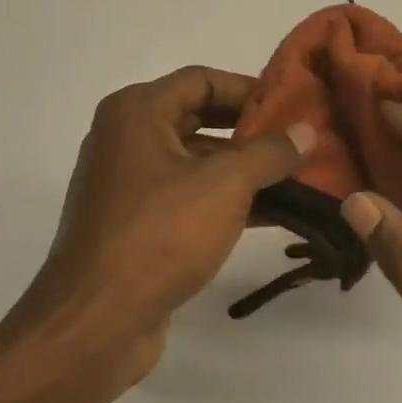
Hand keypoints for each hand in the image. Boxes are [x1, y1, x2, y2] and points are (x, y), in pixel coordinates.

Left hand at [13, 66, 313, 386]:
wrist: (94, 322)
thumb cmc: (159, 234)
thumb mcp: (224, 185)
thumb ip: (269, 153)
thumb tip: (307, 131)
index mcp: (136, 111)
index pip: (201, 80)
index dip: (249, 89)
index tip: (292, 104)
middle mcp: (126, 137)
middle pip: (198, 117)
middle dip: (250, 130)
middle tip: (298, 139)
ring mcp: (127, 183)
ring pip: (194, 161)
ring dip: (242, 168)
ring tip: (296, 176)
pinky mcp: (133, 223)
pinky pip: (186, 196)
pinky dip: (223, 199)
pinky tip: (271, 213)